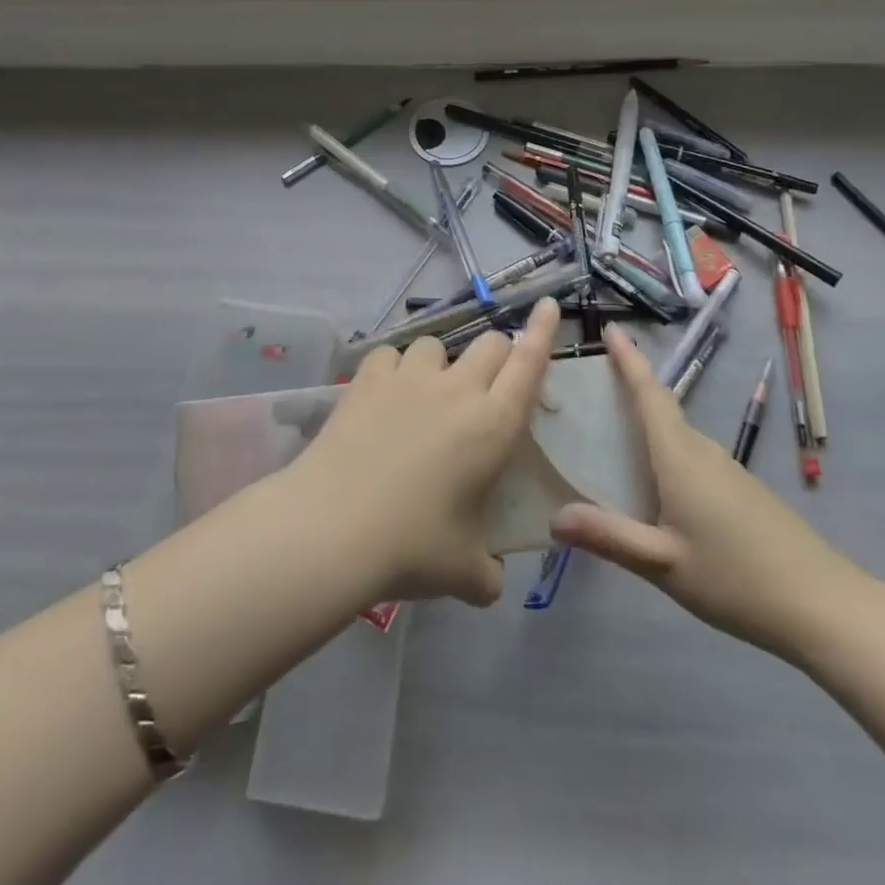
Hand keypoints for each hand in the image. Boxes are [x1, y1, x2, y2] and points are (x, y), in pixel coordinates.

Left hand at [287, 299, 559, 606]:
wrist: (334, 527)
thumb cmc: (413, 547)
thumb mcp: (466, 572)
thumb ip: (488, 572)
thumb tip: (489, 579)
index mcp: (494, 425)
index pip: (529, 363)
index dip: (544, 331)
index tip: (550, 305)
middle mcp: (457, 390)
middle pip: (489, 344)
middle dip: (496, 356)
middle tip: (484, 387)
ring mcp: (409, 378)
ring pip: (437, 344)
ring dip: (441, 363)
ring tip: (425, 394)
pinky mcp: (368, 379)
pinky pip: (390, 353)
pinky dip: (394, 368)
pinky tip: (385, 393)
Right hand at [549, 324, 875, 660]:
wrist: (825, 606)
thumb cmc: (737, 579)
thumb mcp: (663, 563)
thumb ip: (609, 537)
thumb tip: (553, 517)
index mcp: (680, 457)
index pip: (649, 394)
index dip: (628, 360)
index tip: (610, 329)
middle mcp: (703, 452)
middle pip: (661, 409)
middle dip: (629, 388)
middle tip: (590, 387)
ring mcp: (728, 471)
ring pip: (677, 435)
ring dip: (646, 423)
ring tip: (611, 433)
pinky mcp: (741, 492)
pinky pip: (691, 457)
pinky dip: (664, 453)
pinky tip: (653, 485)